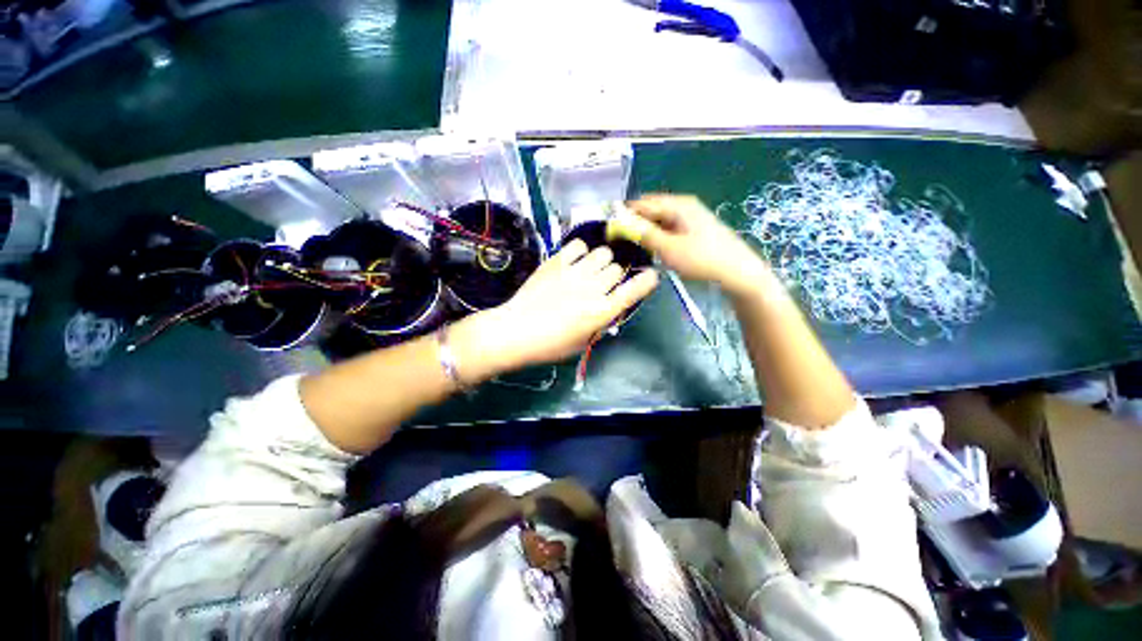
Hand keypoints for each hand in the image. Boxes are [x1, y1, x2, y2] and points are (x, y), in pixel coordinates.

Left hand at [451, 240, 658, 377]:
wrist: (514, 331)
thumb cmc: (549, 345)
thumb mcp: (582, 342)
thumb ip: (600, 323)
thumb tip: (609, 308)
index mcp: (601, 312)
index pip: (634, 291)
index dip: (646, 282)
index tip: (649, 277)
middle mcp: (592, 288)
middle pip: (617, 269)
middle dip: (614, 276)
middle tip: (601, 285)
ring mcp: (574, 272)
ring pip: (602, 253)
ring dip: (600, 262)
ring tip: (588, 271)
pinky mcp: (556, 262)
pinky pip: (578, 245)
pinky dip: (580, 252)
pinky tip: (573, 262)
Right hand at [626, 194, 770, 297]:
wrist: (737, 271)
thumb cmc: (702, 258)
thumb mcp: (669, 248)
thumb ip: (644, 234)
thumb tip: (622, 223)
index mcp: (677, 205)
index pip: (642, 203)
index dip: (625, 214)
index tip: (610, 229)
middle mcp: (683, 205)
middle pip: (651, 209)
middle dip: (635, 222)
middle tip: (622, 240)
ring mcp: (690, 216)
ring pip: (660, 219)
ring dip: (646, 229)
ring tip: (635, 246)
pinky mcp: (694, 228)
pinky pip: (669, 227)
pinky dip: (658, 234)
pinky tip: (654, 248)